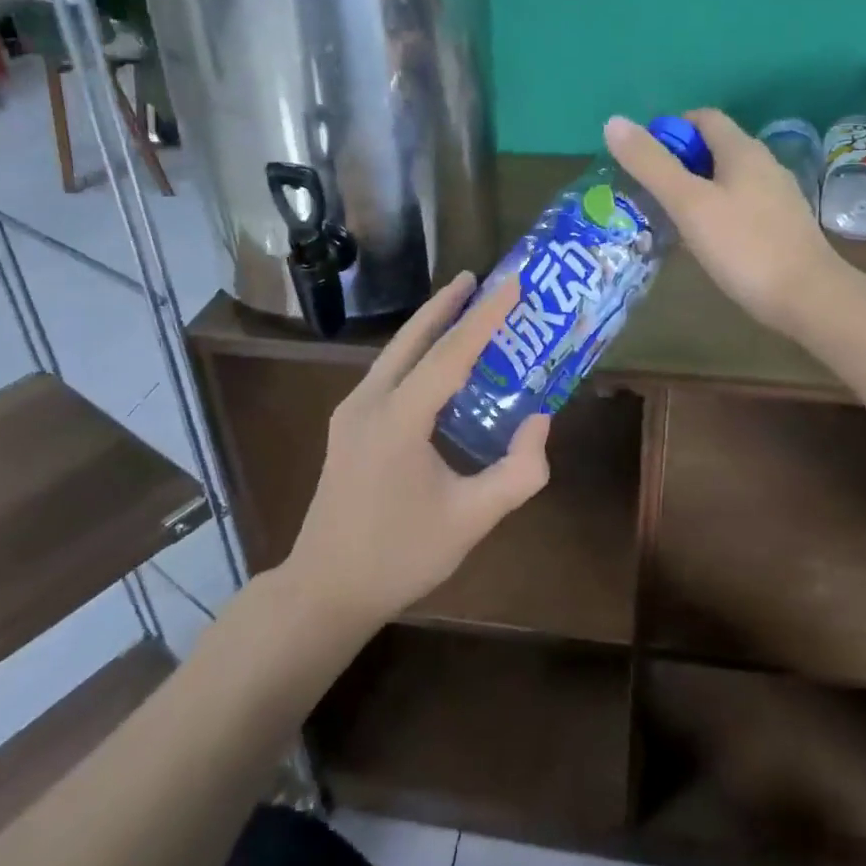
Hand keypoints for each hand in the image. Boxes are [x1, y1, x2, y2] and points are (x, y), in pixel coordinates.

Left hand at [283, 272, 552, 631]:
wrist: (326, 588)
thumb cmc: (400, 556)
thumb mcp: (472, 519)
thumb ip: (518, 471)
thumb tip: (539, 420)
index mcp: (398, 419)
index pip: (450, 354)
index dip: (484, 317)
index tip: (511, 284)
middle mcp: (368, 402)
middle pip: (411, 339)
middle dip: (445, 304)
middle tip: (477, 276)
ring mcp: (351, 413)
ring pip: (394, 354)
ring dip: (428, 327)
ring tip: (461, 306)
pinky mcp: (347, 426)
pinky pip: (387, 374)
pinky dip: (416, 355)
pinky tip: (434, 363)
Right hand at [605, 108, 853, 336]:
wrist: (808, 298)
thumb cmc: (744, 246)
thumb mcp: (689, 204)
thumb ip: (651, 164)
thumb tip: (613, 122)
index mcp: (742, 150)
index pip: (702, 118)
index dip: (668, 130)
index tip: (641, 160)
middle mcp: (763, 165)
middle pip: (712, 149)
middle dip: (676, 162)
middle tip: (645, 192)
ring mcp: (775, 197)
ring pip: (724, 180)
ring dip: (693, 190)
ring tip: (664, 217)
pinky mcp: (779, 226)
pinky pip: (737, 206)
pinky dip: (713, 212)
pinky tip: (699, 241)